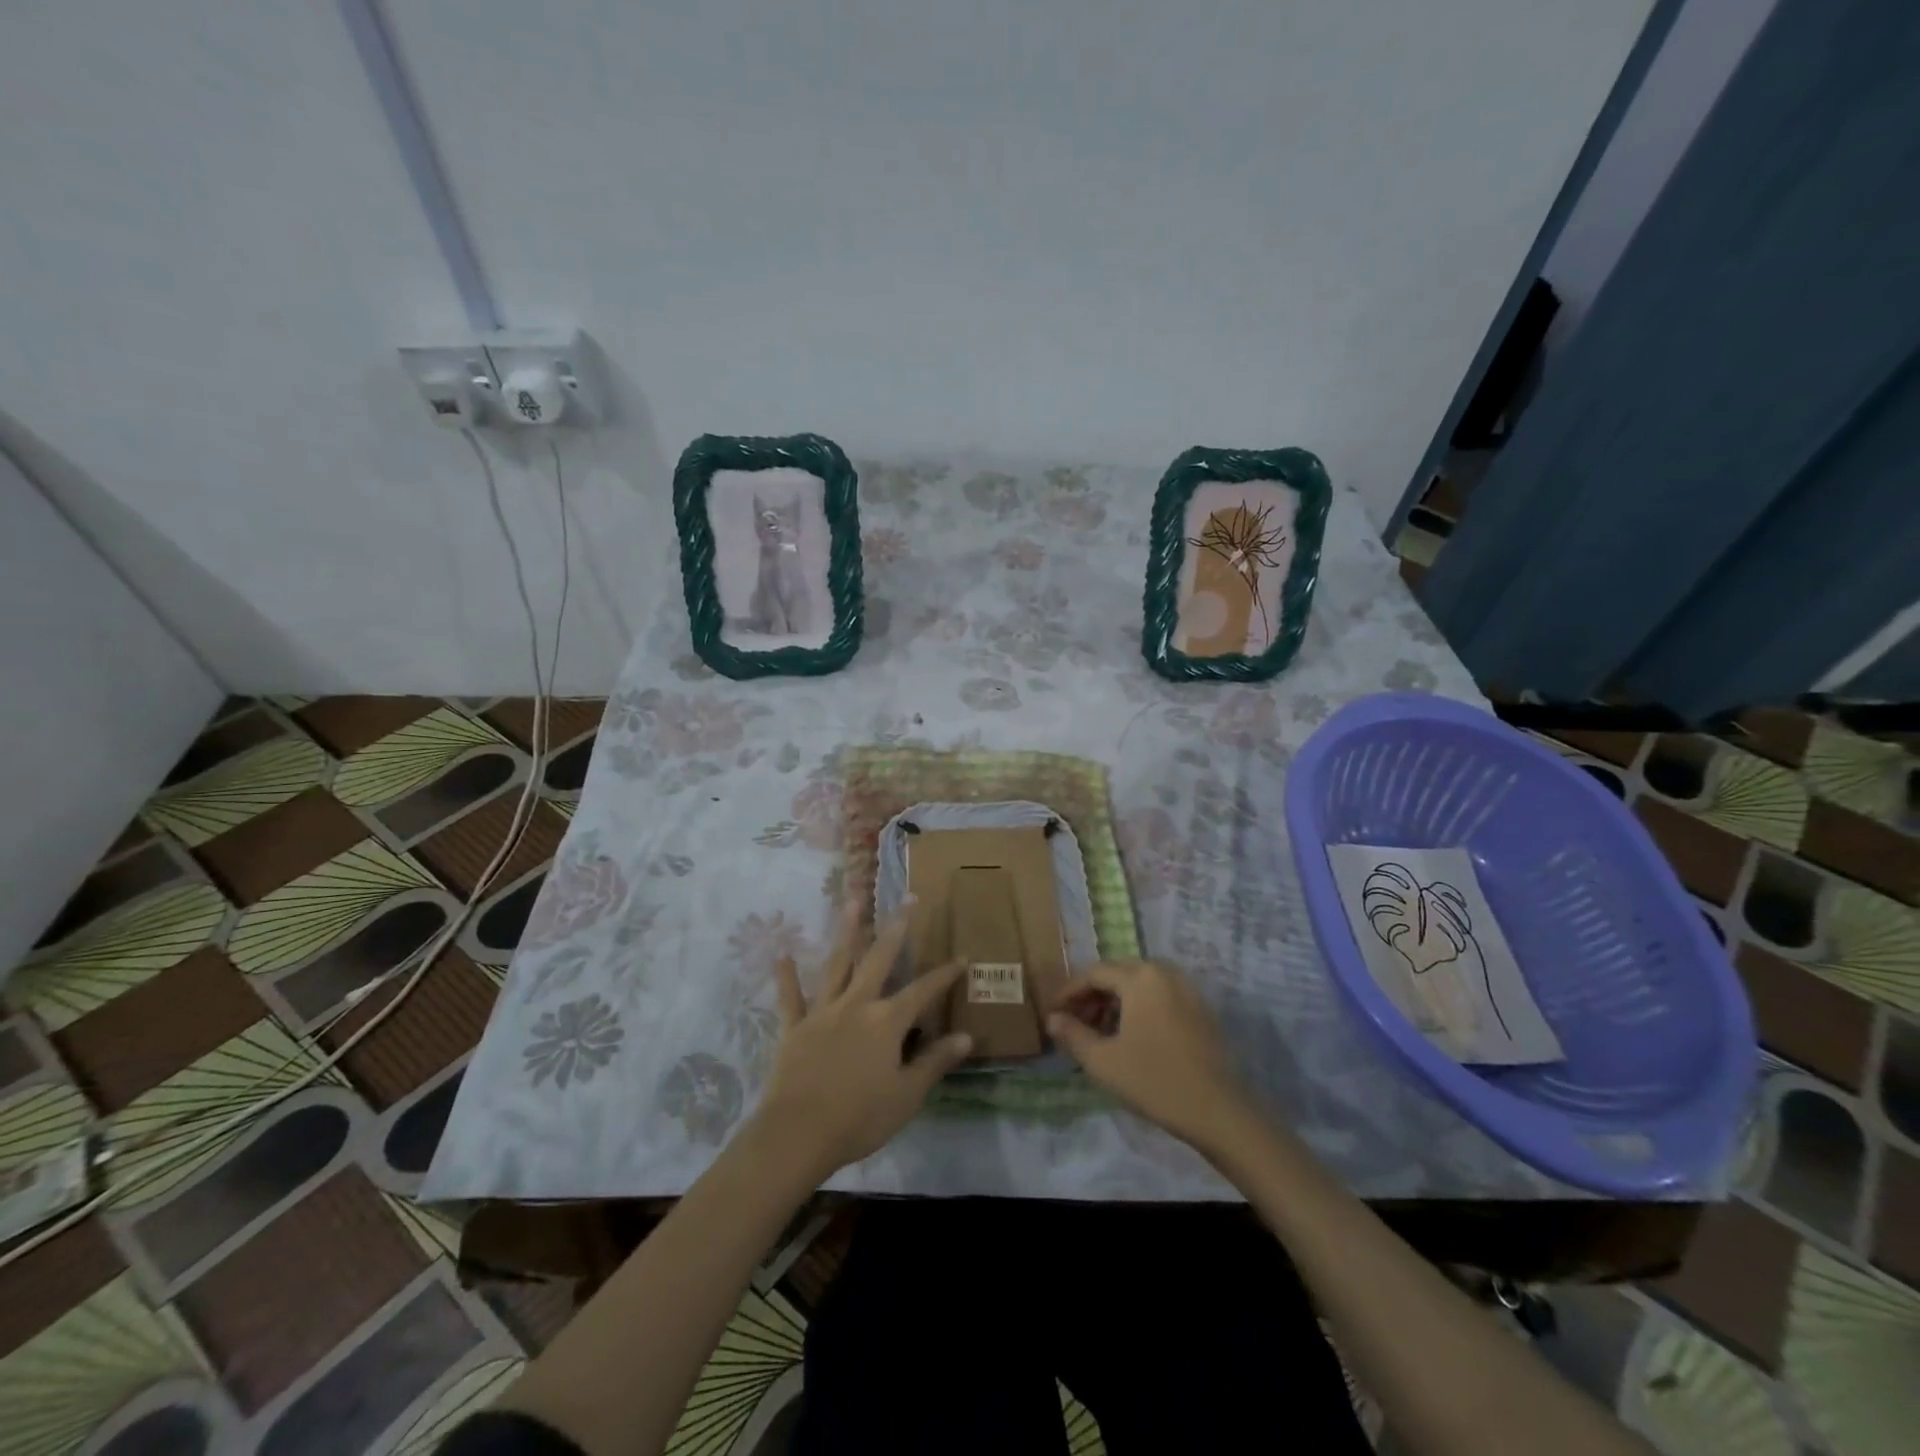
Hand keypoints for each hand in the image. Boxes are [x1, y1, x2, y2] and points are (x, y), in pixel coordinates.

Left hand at [751, 902, 972, 1182]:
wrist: (797, 1134)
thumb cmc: (859, 1118)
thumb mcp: (906, 1095)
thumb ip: (934, 1062)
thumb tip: (966, 1037)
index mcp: (886, 1021)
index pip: (923, 991)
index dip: (944, 975)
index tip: (962, 957)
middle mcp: (856, 1005)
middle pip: (880, 960)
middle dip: (897, 928)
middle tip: (908, 899)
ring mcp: (823, 1012)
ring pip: (837, 964)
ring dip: (846, 932)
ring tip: (853, 901)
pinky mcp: (794, 1027)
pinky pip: (791, 998)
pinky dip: (787, 977)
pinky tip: (781, 954)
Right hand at [1047, 961, 1252, 1148]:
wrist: (1218, 1112)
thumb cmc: (1154, 1081)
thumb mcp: (1103, 1061)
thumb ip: (1073, 1034)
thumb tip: (1052, 1019)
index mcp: (1140, 977)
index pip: (1094, 973)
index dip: (1068, 992)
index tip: (1053, 1014)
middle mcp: (1164, 973)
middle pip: (1117, 975)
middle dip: (1091, 997)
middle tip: (1073, 1024)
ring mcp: (1186, 990)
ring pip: (1138, 987)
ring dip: (1114, 1004)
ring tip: (1098, 1034)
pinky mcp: (1200, 1010)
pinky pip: (1159, 999)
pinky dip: (1138, 1010)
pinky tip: (1129, 1038)